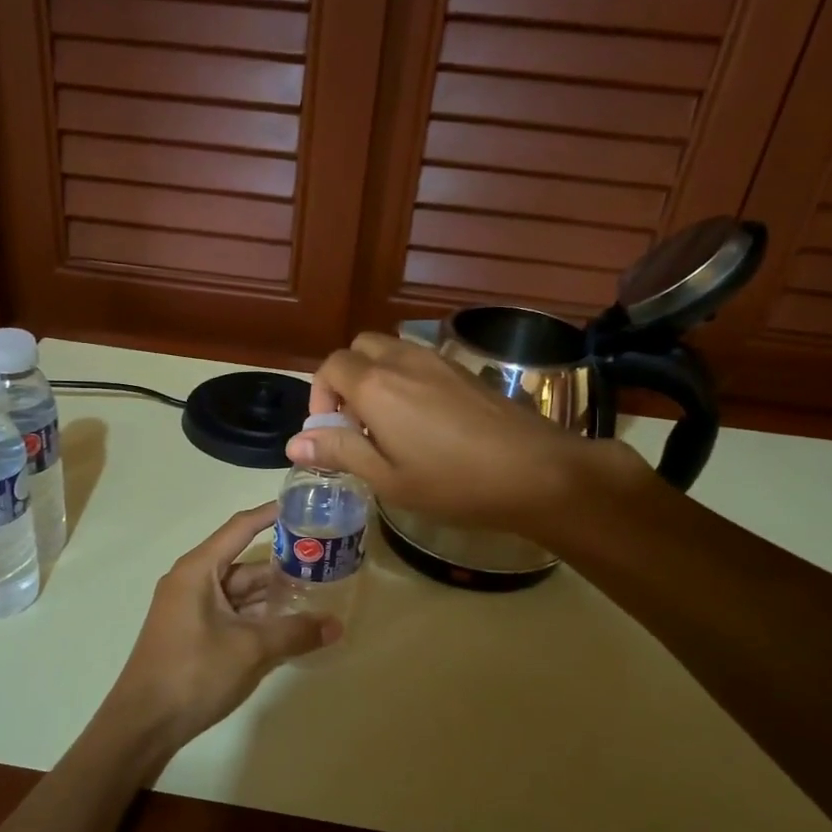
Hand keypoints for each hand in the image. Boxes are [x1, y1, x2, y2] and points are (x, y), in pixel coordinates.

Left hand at [97, 503, 338, 762]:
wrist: (143, 724)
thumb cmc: (193, 673)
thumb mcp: (250, 649)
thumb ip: (294, 633)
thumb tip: (336, 626)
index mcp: (198, 570)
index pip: (239, 528)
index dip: (270, 515)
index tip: (303, 505)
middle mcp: (192, 582)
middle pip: (244, 563)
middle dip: (282, 563)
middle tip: (324, 560)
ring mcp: (191, 609)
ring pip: (240, 592)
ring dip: (273, 594)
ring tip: (316, 593)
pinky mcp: (194, 633)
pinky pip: (232, 614)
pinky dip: (258, 616)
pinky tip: (289, 625)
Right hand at [287, 333, 651, 537]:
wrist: (537, 471)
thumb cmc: (453, 483)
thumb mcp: (387, 479)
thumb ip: (340, 452)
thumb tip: (294, 443)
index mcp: (376, 386)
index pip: (330, 367)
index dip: (320, 397)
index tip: (330, 433)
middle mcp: (403, 360)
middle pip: (359, 348)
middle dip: (345, 379)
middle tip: (355, 423)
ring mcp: (438, 361)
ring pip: (390, 350)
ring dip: (375, 377)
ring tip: (387, 424)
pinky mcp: (464, 371)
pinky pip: (418, 360)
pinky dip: (404, 379)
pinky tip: (423, 421)